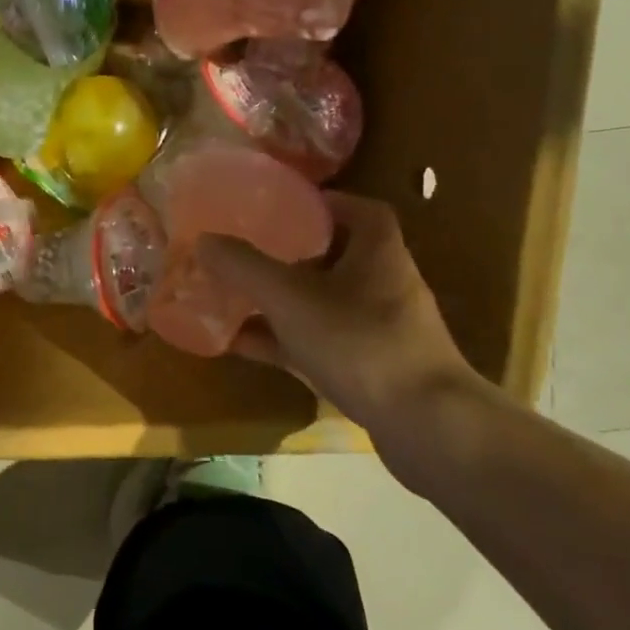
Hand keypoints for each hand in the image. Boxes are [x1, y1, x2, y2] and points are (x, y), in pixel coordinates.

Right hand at [197, 193, 489, 485]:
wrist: (425, 426)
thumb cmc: (361, 342)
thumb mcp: (291, 298)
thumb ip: (245, 268)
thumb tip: (204, 239)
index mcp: (378, 252)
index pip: (359, 210)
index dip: (323, 203)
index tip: (283, 206)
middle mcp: (383, 284)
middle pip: (336, 257)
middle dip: (290, 254)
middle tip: (248, 250)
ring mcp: (378, 330)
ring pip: (322, 304)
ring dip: (282, 300)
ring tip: (235, 296)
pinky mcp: (370, 368)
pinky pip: (318, 343)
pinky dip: (283, 341)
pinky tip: (242, 346)